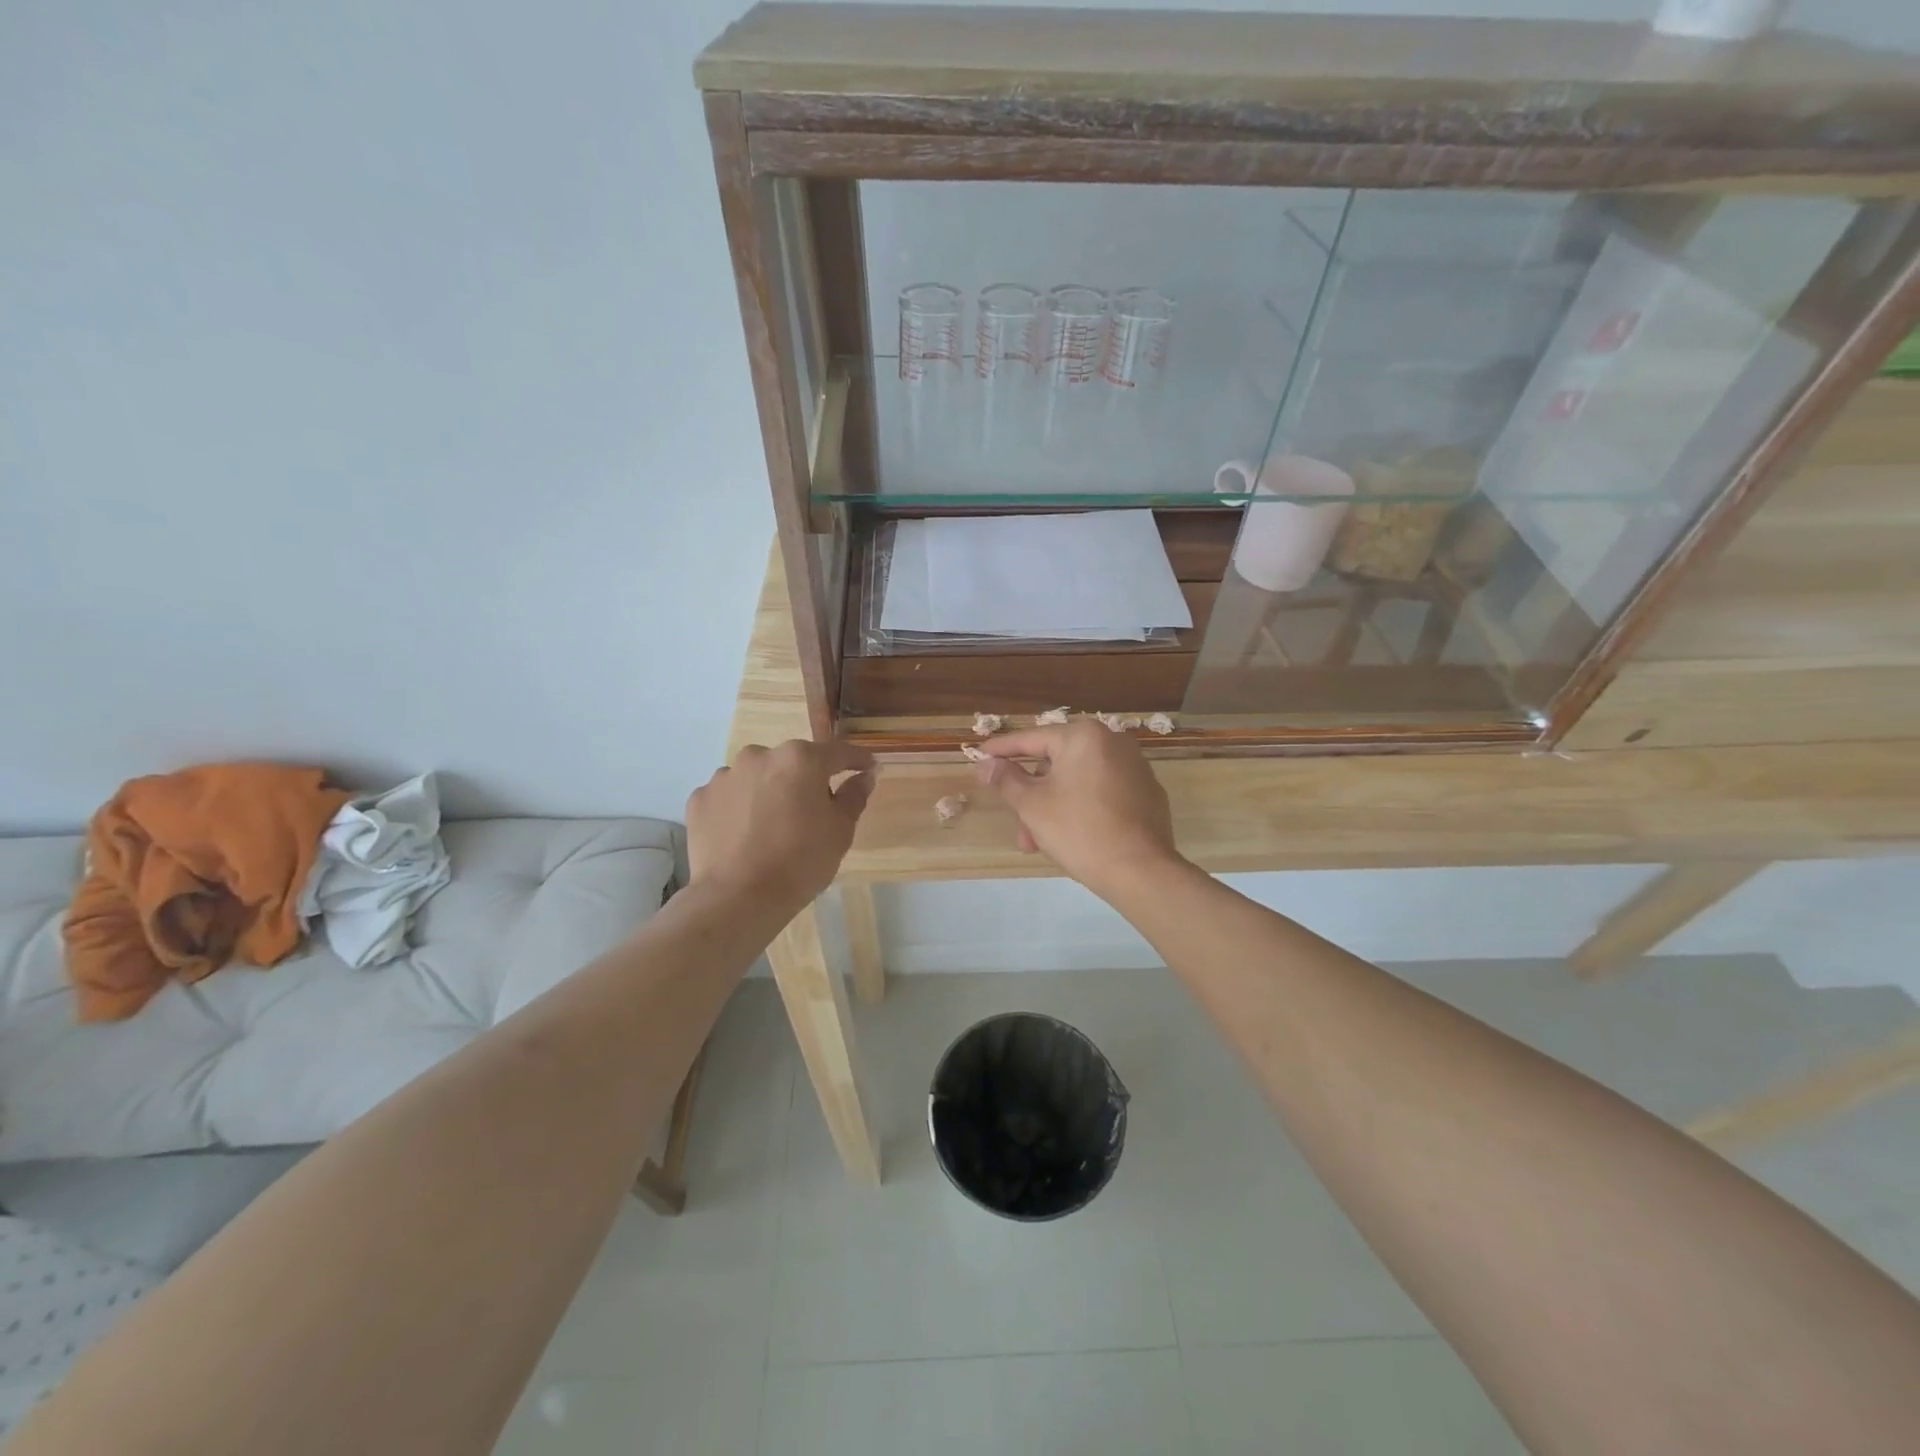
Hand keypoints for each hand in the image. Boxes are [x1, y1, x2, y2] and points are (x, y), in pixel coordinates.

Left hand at [686, 740, 875, 912]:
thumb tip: (865, 775)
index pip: (837, 752)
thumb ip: (854, 796)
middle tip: (814, 810)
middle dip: (806, 779)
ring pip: (757, 776)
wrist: (737, 898)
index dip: (856, 760)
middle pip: (793, 762)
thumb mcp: (840, 831)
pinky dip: (739, 808)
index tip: (867, 768)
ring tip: (772, 825)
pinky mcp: (700, 799)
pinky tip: (744, 835)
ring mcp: (725, 776)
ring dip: (769, 791)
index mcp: (800, 759)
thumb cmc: (800, 861)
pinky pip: (729, 796)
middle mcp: (760, 756)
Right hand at [974, 721, 1180, 900]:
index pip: (1031, 739)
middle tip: (1017, 824)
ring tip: (1039, 842)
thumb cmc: (1079, 831)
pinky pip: (1102, 792)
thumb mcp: (1032, 805)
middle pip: (1056, 763)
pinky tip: (1072, 836)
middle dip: (1031, 795)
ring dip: (1053, 806)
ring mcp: (1135, 767)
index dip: (1001, 750)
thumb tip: (986, 764)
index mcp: (1083, 736)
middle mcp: (1113, 741)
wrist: (1141, 871)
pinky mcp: (1147, 793)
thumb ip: (1006, 780)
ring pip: (1078, 781)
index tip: (979, 754)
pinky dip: (1082, 807)